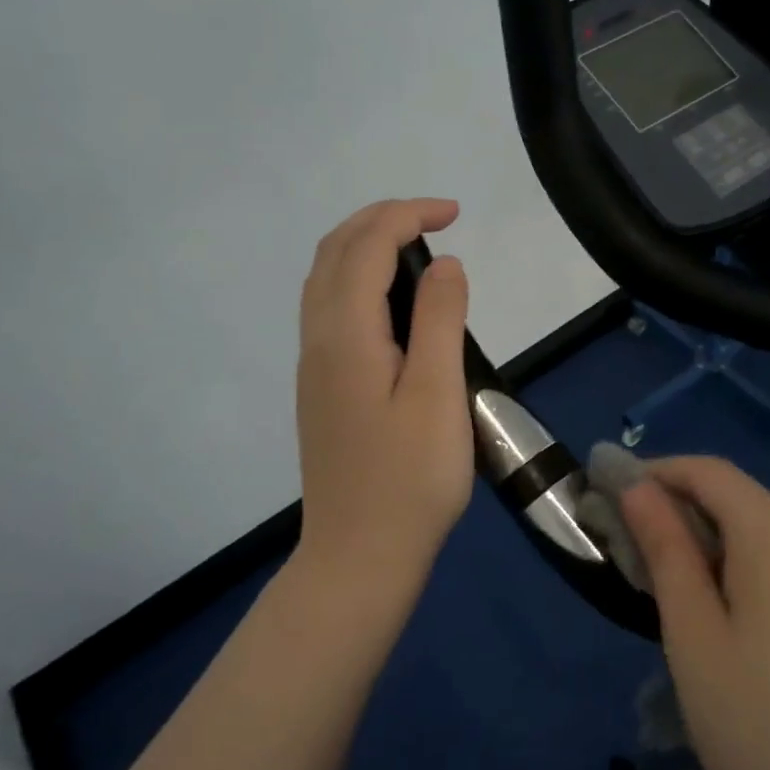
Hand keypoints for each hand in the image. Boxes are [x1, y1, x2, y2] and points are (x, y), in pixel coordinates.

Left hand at [294, 199, 473, 594]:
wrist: (359, 556)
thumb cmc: (410, 479)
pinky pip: (328, 307)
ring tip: (415, 246)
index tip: (456, 213)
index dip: (408, 215)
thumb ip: (440, 319)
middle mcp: (318, 339)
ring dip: (364, 244)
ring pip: (324, 278)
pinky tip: (390, 301)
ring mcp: (313, 365)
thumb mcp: (438, 394)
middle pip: (334, 251)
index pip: (367, 246)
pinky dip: (356, 277)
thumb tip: (444, 262)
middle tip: (435, 218)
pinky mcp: (321, 387)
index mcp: (346, 335)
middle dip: (381, 218)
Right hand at [620, 457, 769, 769]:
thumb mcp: (693, 637)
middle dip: (699, 525)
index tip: (625, 495)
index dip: (663, 473)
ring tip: (715, 616)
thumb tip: (639, 488)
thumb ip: (665, 548)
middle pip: (749, 508)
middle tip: (657, 572)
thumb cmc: (760, 730)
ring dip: (741, 556)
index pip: (711, 473)